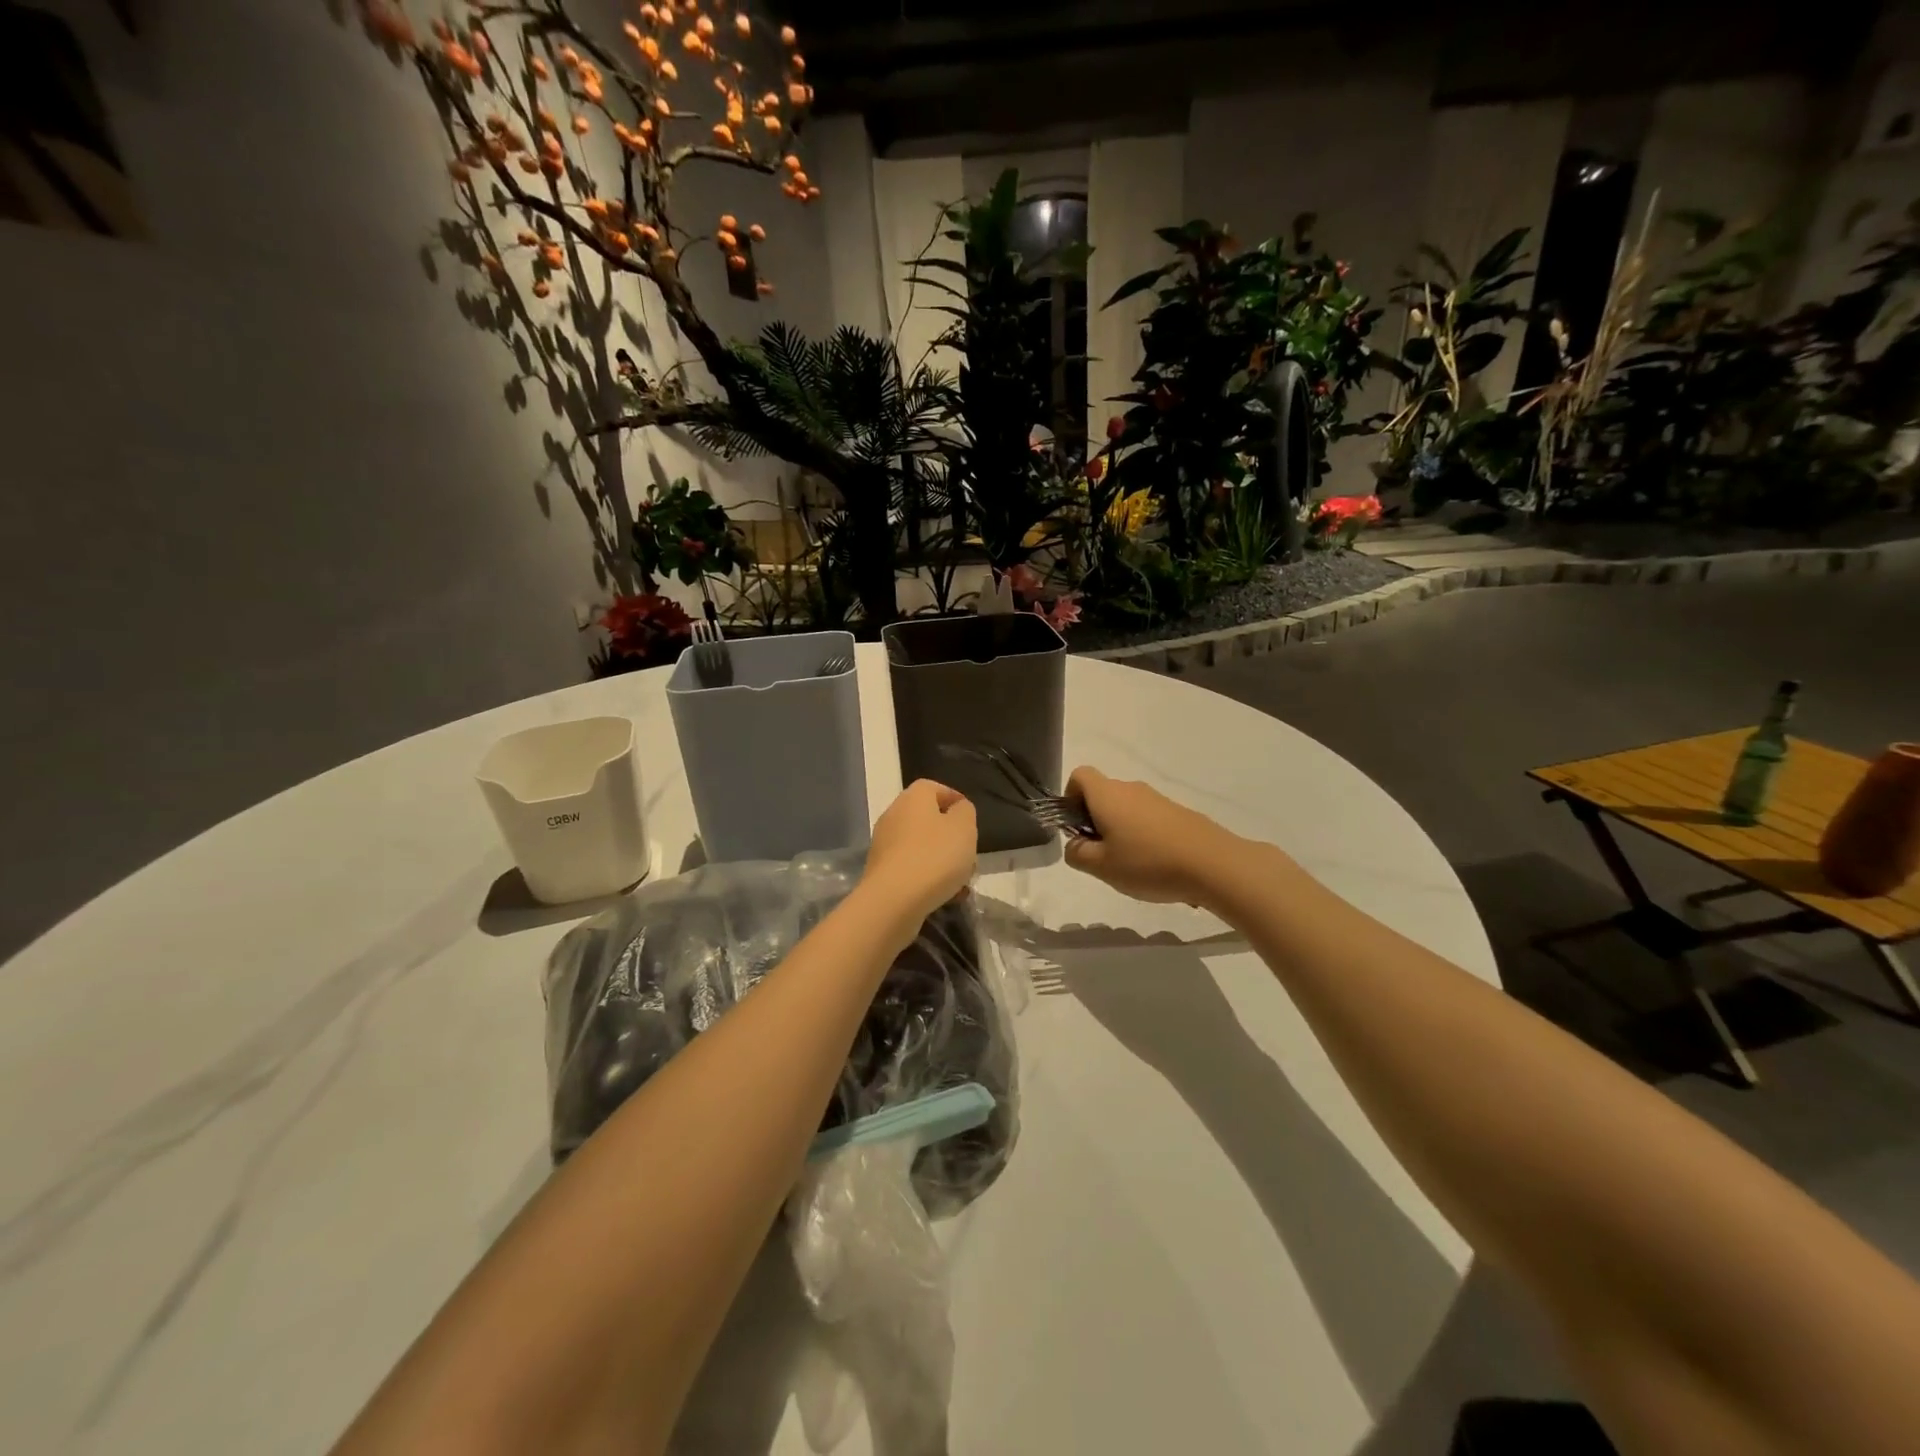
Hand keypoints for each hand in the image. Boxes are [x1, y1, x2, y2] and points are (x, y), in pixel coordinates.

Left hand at [858, 780, 977, 931]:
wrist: (893, 900)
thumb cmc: (935, 856)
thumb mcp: (964, 828)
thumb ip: (965, 812)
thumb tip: (958, 809)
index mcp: (913, 798)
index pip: (936, 788)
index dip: (955, 800)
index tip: (971, 820)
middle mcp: (894, 815)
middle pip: (928, 819)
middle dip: (950, 837)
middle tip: (968, 854)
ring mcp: (883, 844)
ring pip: (920, 846)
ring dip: (941, 860)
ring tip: (961, 881)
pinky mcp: (880, 871)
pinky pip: (910, 868)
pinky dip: (927, 877)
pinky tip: (944, 896)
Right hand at [1062, 766, 1240, 906]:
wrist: (1214, 864)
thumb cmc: (1149, 863)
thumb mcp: (1101, 867)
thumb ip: (1077, 854)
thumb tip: (1074, 844)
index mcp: (1108, 795)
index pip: (1080, 775)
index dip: (1070, 797)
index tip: (1077, 827)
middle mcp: (1132, 789)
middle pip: (1103, 794)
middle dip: (1095, 821)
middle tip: (1101, 856)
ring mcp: (1158, 799)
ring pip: (1127, 808)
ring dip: (1120, 831)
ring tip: (1131, 865)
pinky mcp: (1179, 813)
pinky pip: (1149, 819)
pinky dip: (1144, 836)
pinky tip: (1156, 866)